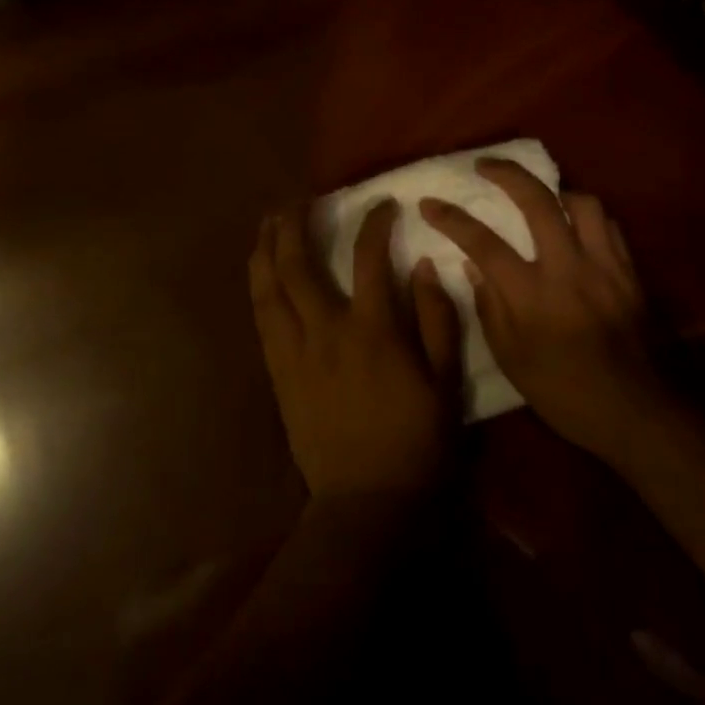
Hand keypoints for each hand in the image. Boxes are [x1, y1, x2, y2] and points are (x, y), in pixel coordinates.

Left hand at [249, 201, 462, 498]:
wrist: (366, 504)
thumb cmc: (416, 443)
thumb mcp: (445, 383)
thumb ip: (438, 320)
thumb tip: (424, 266)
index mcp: (372, 331)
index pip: (368, 258)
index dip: (374, 223)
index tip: (382, 203)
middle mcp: (326, 332)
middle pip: (298, 265)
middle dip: (294, 224)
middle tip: (297, 200)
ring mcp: (296, 353)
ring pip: (270, 288)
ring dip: (266, 249)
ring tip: (268, 222)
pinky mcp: (279, 374)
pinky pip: (262, 319)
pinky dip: (259, 287)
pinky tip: (260, 271)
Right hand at [420, 160, 665, 465]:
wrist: (636, 414)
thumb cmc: (564, 392)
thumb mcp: (511, 359)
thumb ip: (488, 306)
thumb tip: (472, 263)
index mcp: (532, 295)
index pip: (482, 243)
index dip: (451, 218)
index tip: (429, 203)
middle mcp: (568, 269)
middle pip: (537, 200)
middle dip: (507, 173)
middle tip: (485, 164)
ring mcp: (604, 266)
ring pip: (581, 202)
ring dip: (556, 191)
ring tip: (540, 195)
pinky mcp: (629, 272)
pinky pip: (608, 225)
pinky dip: (587, 216)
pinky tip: (576, 224)